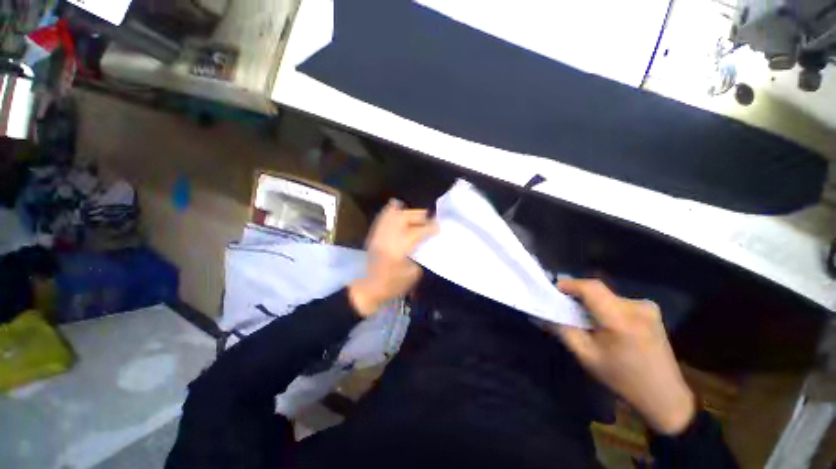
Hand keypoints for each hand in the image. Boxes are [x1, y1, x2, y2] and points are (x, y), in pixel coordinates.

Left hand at [348, 200, 438, 317]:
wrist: (368, 289)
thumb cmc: (392, 285)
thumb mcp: (412, 274)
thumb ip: (419, 255)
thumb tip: (425, 243)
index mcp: (398, 250)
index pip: (416, 232)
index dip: (429, 227)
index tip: (438, 226)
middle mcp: (387, 239)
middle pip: (403, 219)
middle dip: (418, 215)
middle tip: (429, 218)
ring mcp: (378, 236)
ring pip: (392, 216)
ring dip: (406, 212)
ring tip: (417, 213)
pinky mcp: (373, 236)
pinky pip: (382, 218)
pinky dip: (391, 211)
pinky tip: (397, 207)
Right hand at [551, 279, 695, 435]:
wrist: (664, 396)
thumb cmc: (622, 378)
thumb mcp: (586, 356)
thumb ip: (563, 330)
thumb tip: (546, 313)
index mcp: (621, 319)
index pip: (590, 288)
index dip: (569, 284)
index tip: (554, 290)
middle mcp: (637, 307)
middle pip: (597, 291)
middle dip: (578, 296)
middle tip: (566, 309)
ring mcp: (647, 307)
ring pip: (607, 296)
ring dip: (592, 303)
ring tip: (586, 320)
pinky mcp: (651, 311)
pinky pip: (618, 301)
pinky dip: (605, 307)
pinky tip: (606, 325)